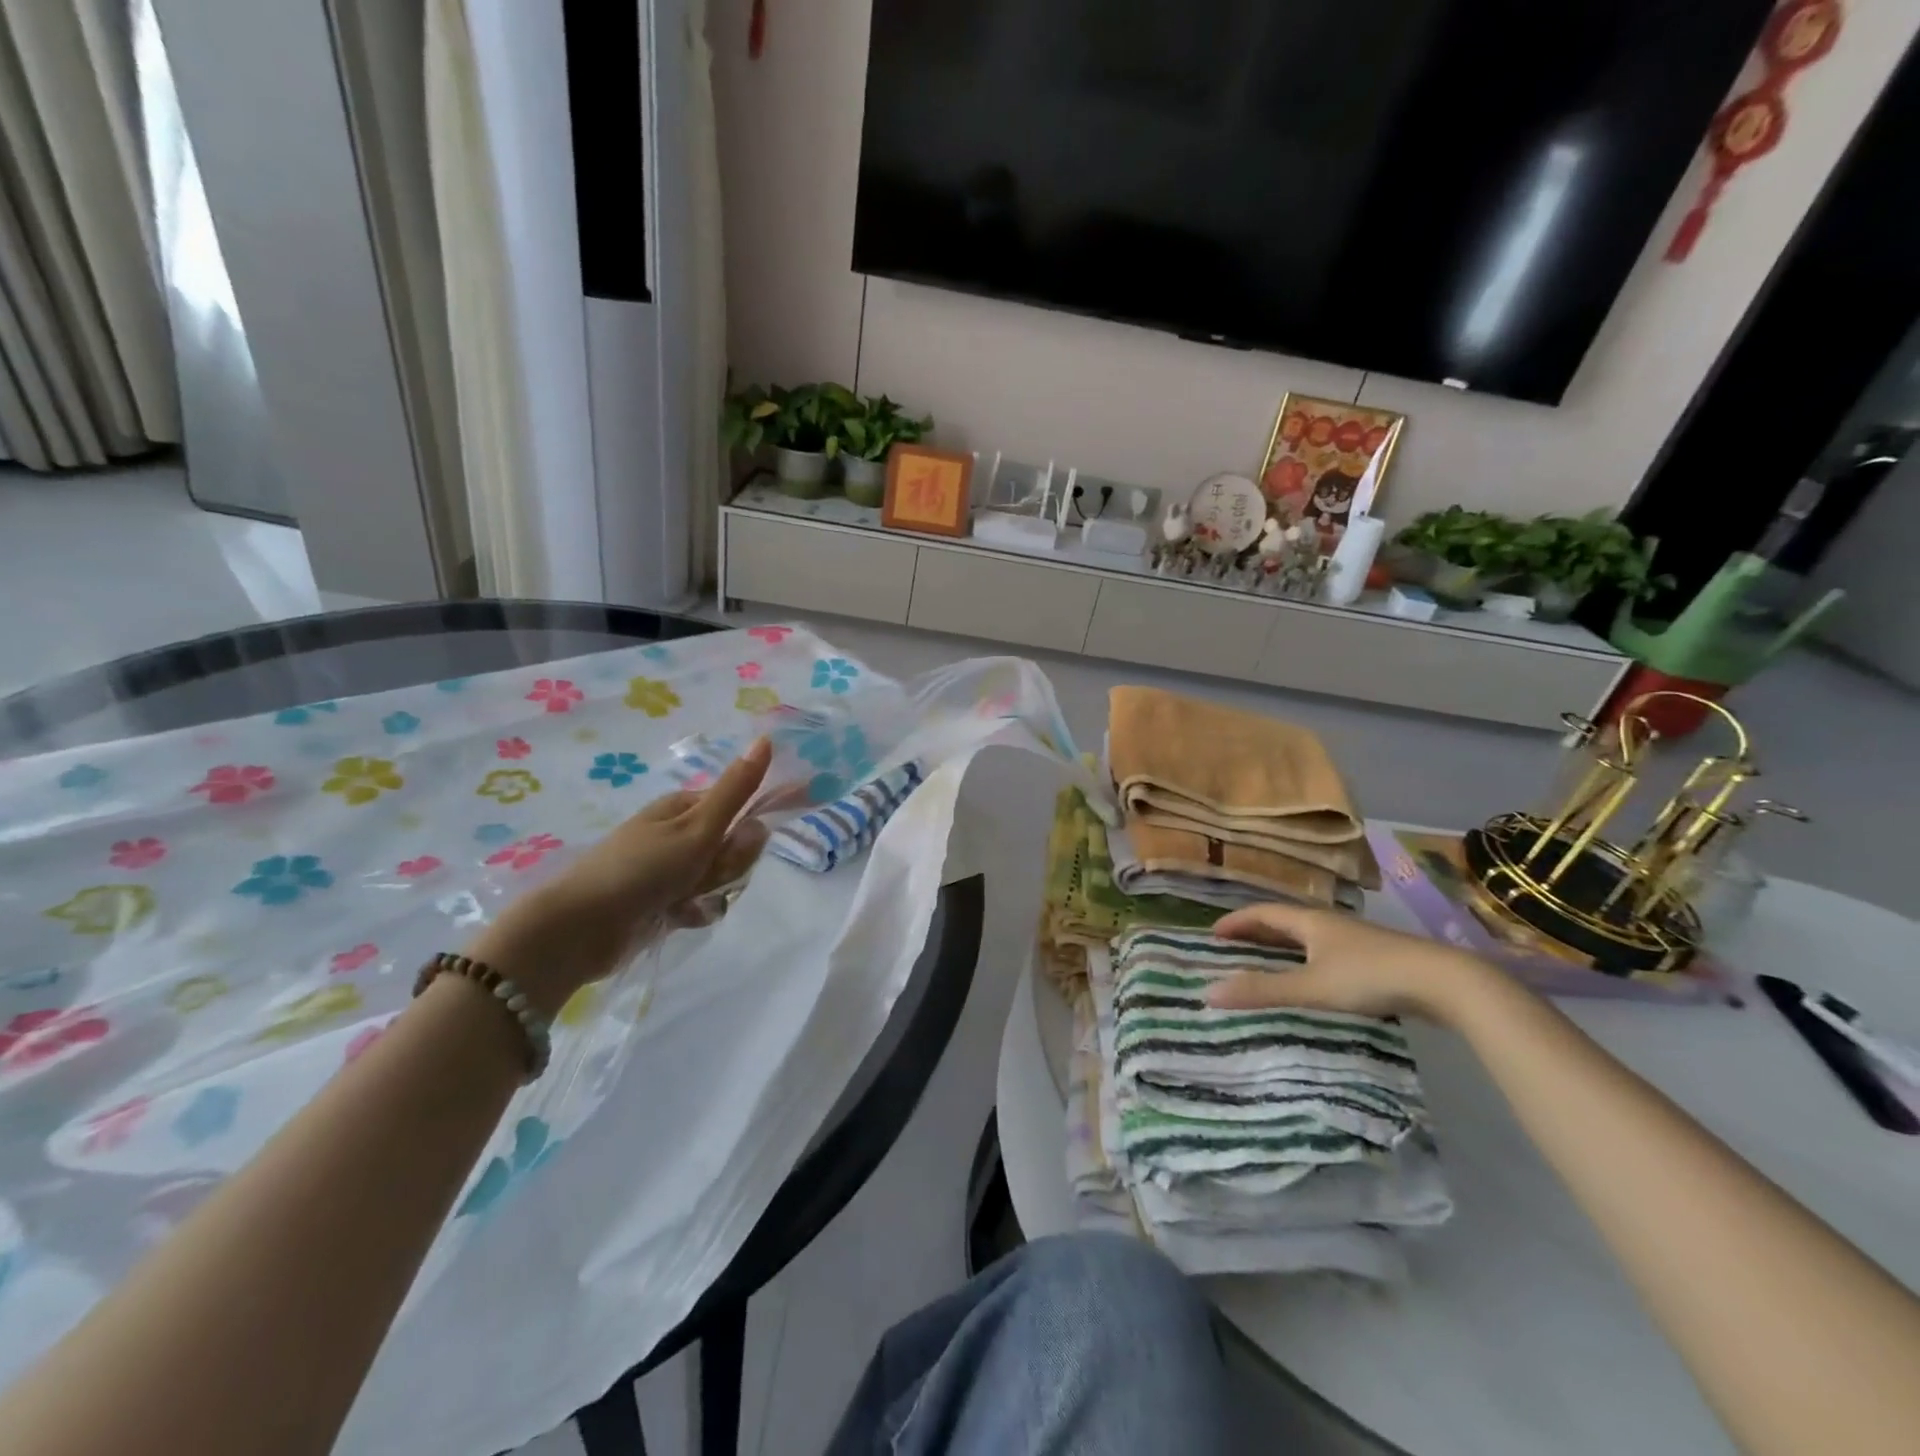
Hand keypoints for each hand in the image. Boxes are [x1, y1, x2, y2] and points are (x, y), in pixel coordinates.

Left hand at [466, 738, 772, 1012]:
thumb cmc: (643, 868)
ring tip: (684, 900)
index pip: (740, 810)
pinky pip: (700, 904)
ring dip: (711, 891)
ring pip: (719, 877)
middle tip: (702, 874)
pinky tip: (677, 918)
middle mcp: (679, 833)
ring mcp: (669, 868)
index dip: (748, 830)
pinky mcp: (662, 901)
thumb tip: (766, 739)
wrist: (581, 927)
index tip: (741, 844)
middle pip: (732, 847)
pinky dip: (694, 912)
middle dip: (727, 865)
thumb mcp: (698, 826)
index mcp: (685, 806)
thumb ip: (736, 790)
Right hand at [1205, 902, 1494, 1024]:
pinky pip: (1327, 952)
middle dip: (1256, 931)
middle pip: (1284, 921)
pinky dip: (1306, 959)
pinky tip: (1312, 978)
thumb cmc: (1370, 977)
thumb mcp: (1311, 987)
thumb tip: (1208, 992)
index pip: (1263, 912)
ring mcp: (1355, 940)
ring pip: (1308, 937)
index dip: (1236, 921)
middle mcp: (1330, 923)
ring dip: (1282, 945)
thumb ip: (1262, 990)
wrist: (1444, 981)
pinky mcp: (1375, 958)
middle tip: (1231, 946)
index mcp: (1310, 922)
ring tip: (1264, 960)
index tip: (1212, 933)